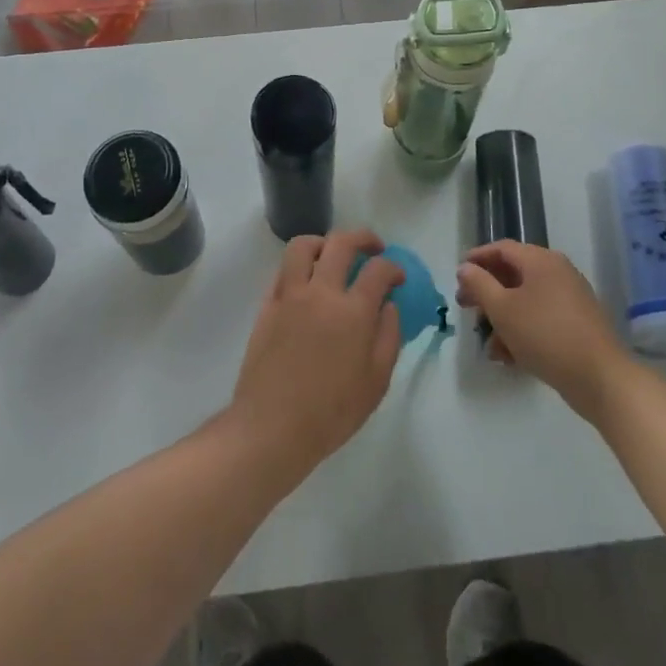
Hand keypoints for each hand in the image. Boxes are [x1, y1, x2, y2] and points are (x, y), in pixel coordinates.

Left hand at [228, 229, 404, 486]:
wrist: (273, 427)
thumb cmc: (331, 412)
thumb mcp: (376, 382)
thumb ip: (388, 337)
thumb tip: (389, 306)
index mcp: (353, 312)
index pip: (378, 270)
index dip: (393, 268)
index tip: (397, 277)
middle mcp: (321, 292)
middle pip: (341, 243)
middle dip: (363, 238)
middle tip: (374, 248)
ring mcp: (290, 294)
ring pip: (304, 245)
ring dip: (324, 242)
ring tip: (334, 254)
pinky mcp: (268, 304)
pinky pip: (283, 269)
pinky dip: (299, 264)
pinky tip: (308, 279)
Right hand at [455, 242, 627, 419]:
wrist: (600, 378)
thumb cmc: (545, 335)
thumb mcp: (503, 309)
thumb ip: (480, 284)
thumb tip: (466, 267)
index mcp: (541, 260)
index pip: (502, 248)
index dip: (477, 258)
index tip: (457, 275)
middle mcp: (557, 272)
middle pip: (513, 274)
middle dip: (487, 292)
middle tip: (465, 307)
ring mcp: (570, 299)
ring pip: (526, 300)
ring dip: (502, 318)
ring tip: (488, 344)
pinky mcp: (576, 324)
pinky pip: (541, 319)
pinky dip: (522, 331)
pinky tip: (509, 357)